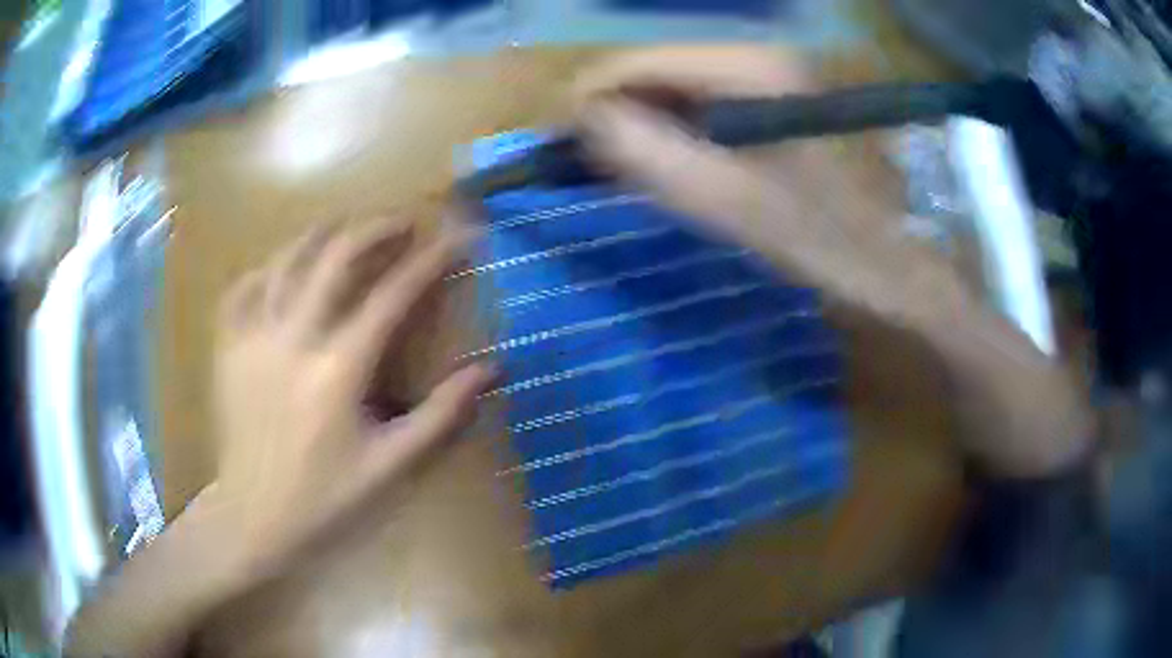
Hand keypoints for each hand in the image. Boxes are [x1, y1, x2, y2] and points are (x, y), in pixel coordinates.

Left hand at [207, 214, 494, 573]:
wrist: (254, 516)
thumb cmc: (325, 498)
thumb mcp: (391, 466)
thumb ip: (441, 416)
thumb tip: (491, 368)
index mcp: (338, 369)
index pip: (392, 295)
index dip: (430, 260)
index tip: (457, 236)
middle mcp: (293, 338)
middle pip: (336, 256)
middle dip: (374, 229)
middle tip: (402, 221)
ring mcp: (254, 336)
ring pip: (287, 258)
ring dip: (322, 234)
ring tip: (347, 225)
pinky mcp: (229, 346)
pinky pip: (245, 285)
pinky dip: (269, 266)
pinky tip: (282, 266)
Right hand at [574, 46, 962, 322]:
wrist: (895, 266)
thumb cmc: (825, 241)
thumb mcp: (730, 204)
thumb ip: (648, 155)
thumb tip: (581, 118)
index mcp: (749, 68)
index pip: (637, 62)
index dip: (588, 100)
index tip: (557, 149)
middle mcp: (755, 56)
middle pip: (653, 69)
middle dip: (612, 114)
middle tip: (587, 170)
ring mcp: (766, 77)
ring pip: (672, 88)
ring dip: (638, 126)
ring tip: (620, 175)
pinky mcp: (770, 102)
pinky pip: (698, 105)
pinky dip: (670, 133)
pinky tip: (666, 168)